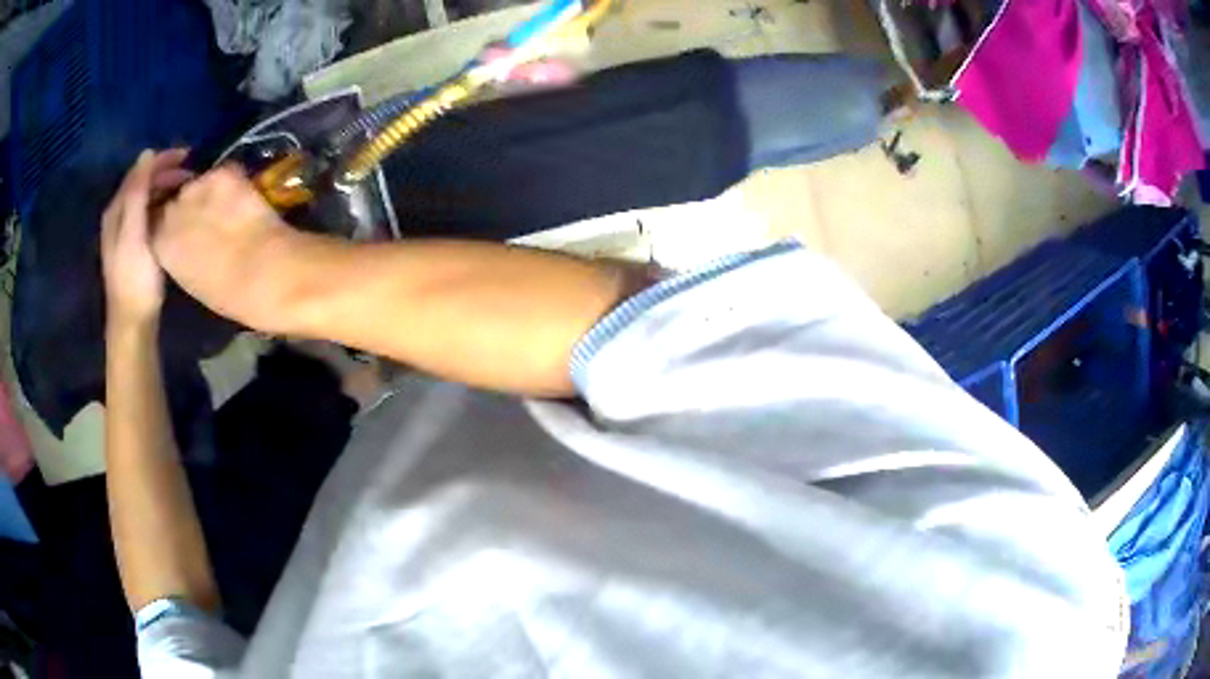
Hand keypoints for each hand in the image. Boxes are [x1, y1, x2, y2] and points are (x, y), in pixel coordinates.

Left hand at [102, 149, 193, 328]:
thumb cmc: (135, 279)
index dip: (162, 159)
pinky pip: (149, 213)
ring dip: (166, 189)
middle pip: (142, 183)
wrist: (132, 323)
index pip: (139, 171)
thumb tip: (147, 154)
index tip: (188, 155)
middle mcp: (118, 216)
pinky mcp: (135, 246)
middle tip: (192, 175)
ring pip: (147, 197)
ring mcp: (126, 232)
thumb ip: (137, 194)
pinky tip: (175, 212)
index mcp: (117, 210)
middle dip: (167, 173)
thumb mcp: (135, 234)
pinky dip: (163, 205)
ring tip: (187, 190)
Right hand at [153, 164, 297, 330]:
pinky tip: (240, 196)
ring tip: (223, 205)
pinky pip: (221, 173)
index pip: (153, 220)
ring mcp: (196, 187)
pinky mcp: (223, 173)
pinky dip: (229, 182)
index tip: (178, 226)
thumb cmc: (229, 294)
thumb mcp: (190, 279)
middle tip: (203, 214)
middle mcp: (171, 210)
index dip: (166, 220)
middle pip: (173, 197)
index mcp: (160, 244)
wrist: (267, 274)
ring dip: (205, 191)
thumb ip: (177, 254)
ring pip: (195, 183)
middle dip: (183, 203)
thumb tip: (180, 242)